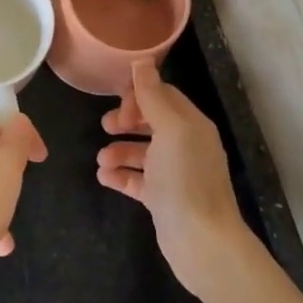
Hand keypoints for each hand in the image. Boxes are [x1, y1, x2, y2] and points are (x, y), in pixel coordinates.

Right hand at [97, 60, 252, 298]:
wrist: (201, 242)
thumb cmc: (185, 179)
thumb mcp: (170, 130)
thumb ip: (153, 96)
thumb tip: (142, 60)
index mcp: (192, 125)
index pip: (164, 96)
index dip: (139, 95)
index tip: (119, 104)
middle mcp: (186, 146)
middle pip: (151, 122)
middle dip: (126, 121)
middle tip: (106, 127)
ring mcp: (174, 174)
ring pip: (141, 152)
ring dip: (118, 151)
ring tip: (101, 160)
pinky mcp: (163, 200)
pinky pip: (137, 180)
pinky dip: (120, 176)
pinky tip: (104, 177)